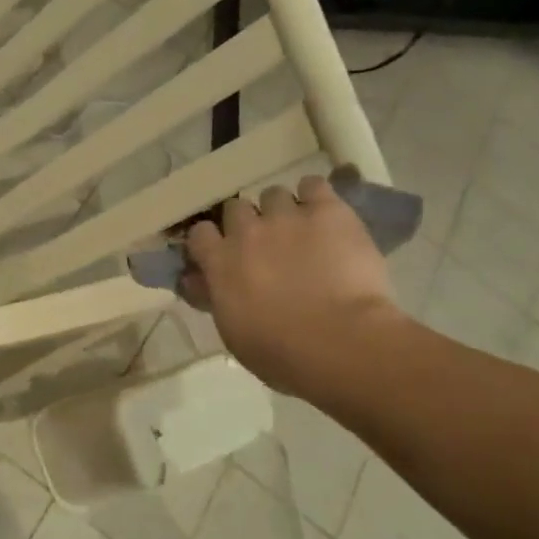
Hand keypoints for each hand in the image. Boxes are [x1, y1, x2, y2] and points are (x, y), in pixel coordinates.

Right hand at [182, 174, 407, 400]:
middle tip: (266, 246)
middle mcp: (247, 231)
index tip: (223, 254)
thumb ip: (215, 298)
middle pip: (236, 208)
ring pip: (274, 195)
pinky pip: (313, 185)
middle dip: (248, 223)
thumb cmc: (282, 353)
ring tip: (301, 232)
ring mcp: (287, 216)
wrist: (340, 343)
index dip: (211, 241)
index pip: (200, 233)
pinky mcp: (327, 210)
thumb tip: (198, 282)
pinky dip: (316, 197)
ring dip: (283, 211)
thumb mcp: (233, 332)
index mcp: (219, 262)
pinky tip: (325, 215)